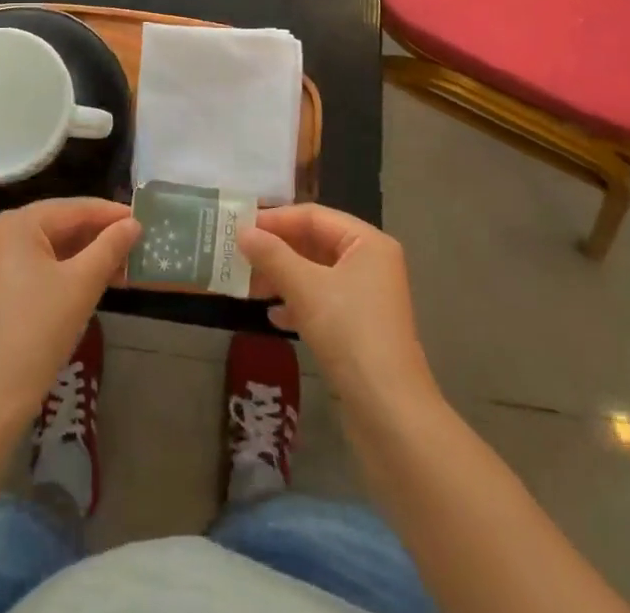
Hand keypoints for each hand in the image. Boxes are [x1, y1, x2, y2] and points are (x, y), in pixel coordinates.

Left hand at [0, 198, 140, 426]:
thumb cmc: (37, 331)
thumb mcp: (81, 285)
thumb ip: (110, 248)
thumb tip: (134, 224)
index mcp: (17, 224)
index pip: (74, 208)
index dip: (111, 214)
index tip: (144, 220)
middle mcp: (2, 235)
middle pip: (61, 226)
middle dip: (100, 237)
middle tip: (138, 245)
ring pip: (52, 249)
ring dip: (87, 257)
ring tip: (125, 266)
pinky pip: (40, 268)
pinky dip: (68, 273)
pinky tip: (96, 283)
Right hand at [239, 205, 434, 405]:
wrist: (389, 413)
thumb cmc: (349, 333)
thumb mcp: (305, 288)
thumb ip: (272, 256)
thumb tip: (242, 232)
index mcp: (367, 242)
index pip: (314, 216)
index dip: (276, 220)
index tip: (241, 227)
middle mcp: (371, 263)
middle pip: (316, 243)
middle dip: (277, 250)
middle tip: (240, 256)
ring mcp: (368, 297)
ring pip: (317, 274)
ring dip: (283, 277)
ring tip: (250, 286)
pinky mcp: (361, 328)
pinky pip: (323, 301)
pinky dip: (298, 303)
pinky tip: (274, 317)